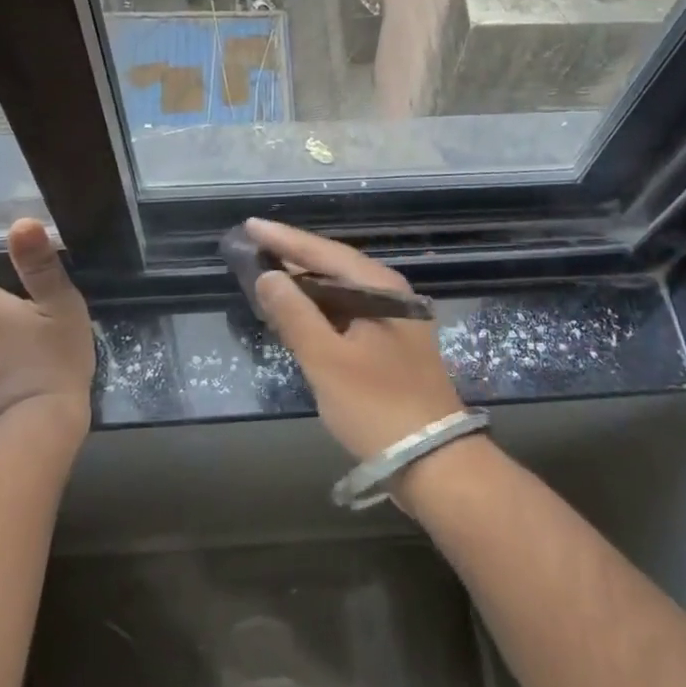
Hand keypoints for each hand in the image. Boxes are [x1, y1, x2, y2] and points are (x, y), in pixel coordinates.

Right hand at [245, 218, 463, 463]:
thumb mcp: (327, 360)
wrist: (434, 462)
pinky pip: (347, 314)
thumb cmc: (377, 405)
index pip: (324, 252)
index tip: (250, 225)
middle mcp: (390, 295)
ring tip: (267, 276)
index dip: (285, 239)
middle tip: (254, 248)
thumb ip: (295, 314)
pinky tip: (298, 316)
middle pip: (334, 267)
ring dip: (305, 285)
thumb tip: (267, 275)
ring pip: (340, 292)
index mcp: (380, 288)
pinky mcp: (389, 348)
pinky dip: (319, 311)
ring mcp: (393, 322)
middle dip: (293, 258)